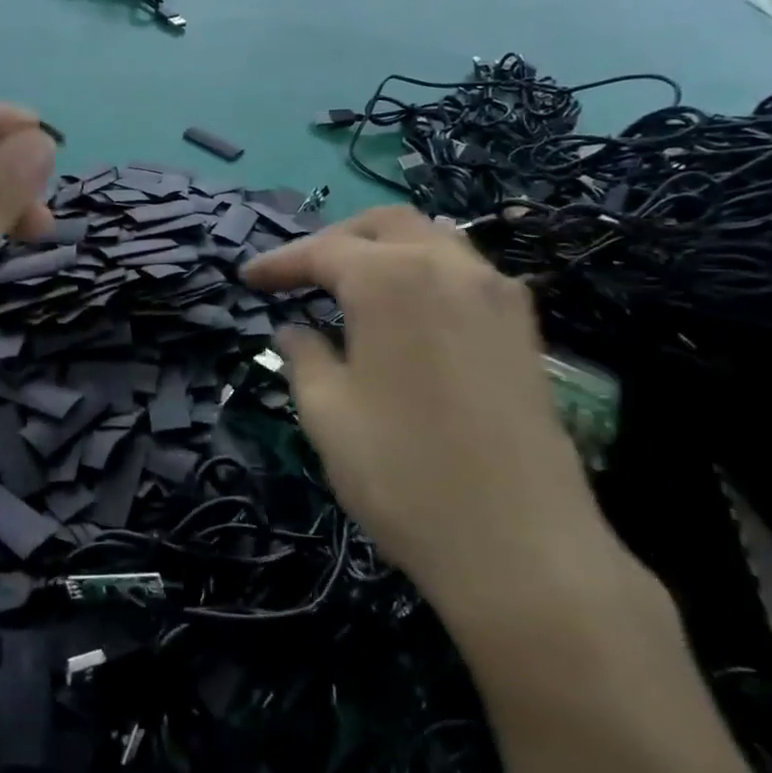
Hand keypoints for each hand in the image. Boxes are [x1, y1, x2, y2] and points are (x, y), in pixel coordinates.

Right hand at [243, 207, 612, 624]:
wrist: (521, 546)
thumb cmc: (401, 473)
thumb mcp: (326, 413)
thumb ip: (303, 356)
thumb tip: (294, 330)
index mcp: (390, 279)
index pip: (322, 252)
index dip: (279, 263)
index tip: (247, 279)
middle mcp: (447, 267)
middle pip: (383, 226)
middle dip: (334, 242)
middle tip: (300, 275)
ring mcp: (496, 295)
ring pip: (432, 240)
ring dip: (384, 250)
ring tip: (351, 286)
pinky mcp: (524, 330)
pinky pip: (466, 274)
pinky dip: (425, 274)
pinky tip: (408, 313)